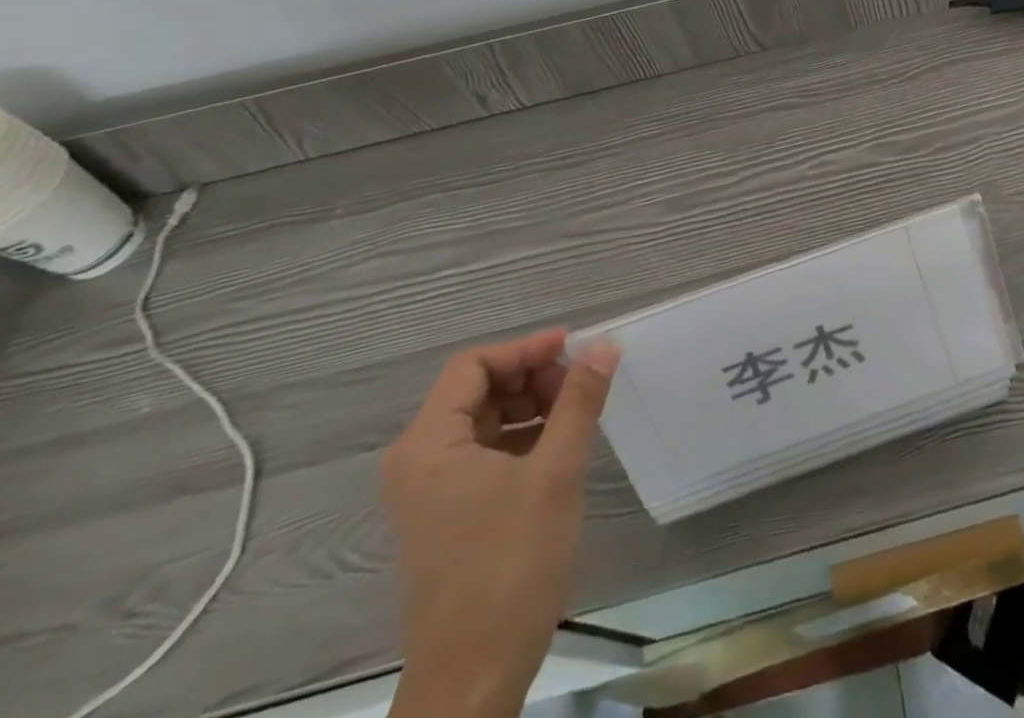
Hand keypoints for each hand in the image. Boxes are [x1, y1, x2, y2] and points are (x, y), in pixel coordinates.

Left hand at [381, 330, 619, 717]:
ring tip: (577, 412)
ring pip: (484, 419)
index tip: (575, 348)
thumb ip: (579, 401)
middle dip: (531, 376)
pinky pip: (485, 451)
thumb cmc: (510, 566)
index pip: (473, 366)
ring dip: (531, 405)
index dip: (525, 348)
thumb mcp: (555, 473)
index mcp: (427, 446)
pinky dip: (522, 436)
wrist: (474, 678)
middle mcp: (418, 461)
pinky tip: (560, 445)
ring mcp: (430, 491)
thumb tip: (604, 344)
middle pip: (476, 389)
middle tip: (580, 384)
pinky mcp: (448, 513)